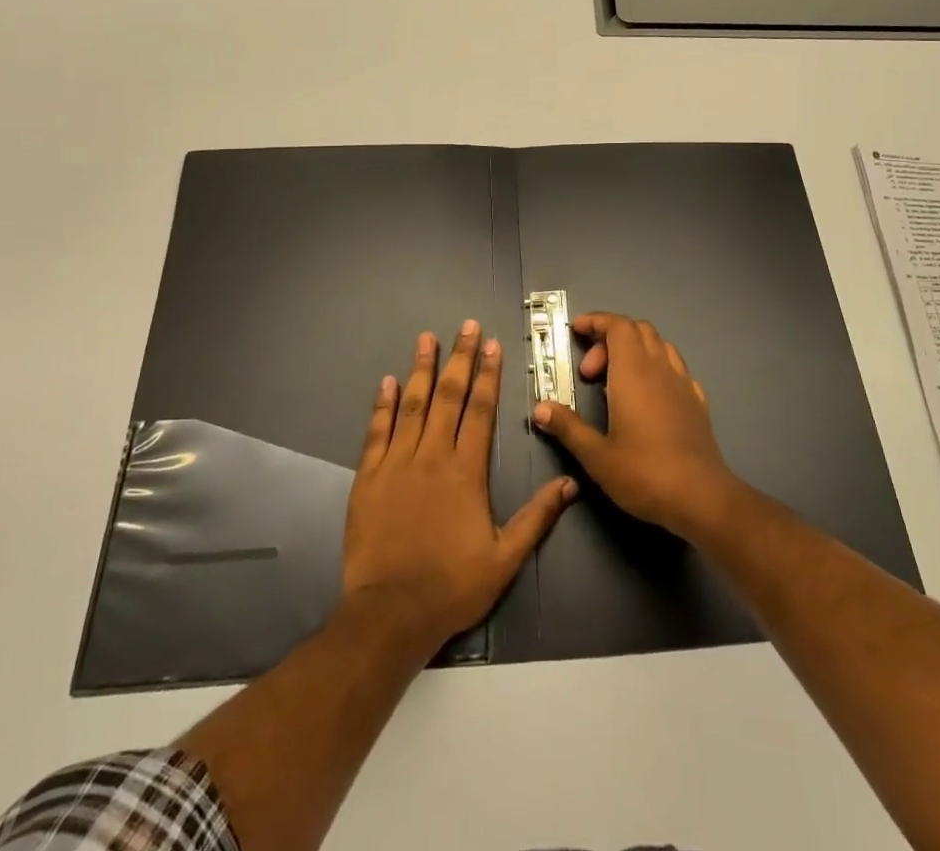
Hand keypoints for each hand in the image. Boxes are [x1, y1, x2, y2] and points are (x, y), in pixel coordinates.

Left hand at [342, 322, 575, 653]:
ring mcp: (397, 463)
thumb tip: (570, 484)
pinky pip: (377, 432)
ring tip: (426, 338)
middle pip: (449, 396)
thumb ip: (537, 517)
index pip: (480, 410)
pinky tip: (387, 382)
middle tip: (466, 326)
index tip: (492, 345)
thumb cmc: (452, 586)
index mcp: (466, 471)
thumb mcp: (504, 558)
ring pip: (412, 405)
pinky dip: (382, 405)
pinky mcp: (369, 477)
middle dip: (459, 358)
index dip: (487, 375)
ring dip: (421, 369)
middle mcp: (432, 456)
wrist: (390, 613)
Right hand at [530, 313, 738, 538]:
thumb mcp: (596, 455)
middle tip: (589, 373)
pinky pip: (674, 368)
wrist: (701, 498)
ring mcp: (683, 382)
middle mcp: (659, 368)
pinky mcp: (697, 401)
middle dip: (609, 339)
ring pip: (659, 345)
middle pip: (637, 330)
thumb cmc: (644, 473)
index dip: (596, 321)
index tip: (576, 331)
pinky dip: (656, 368)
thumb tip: (540, 408)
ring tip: (616, 382)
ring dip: (634, 350)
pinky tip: (648, 397)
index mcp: (633, 372)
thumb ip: (568, 427)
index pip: (617, 326)